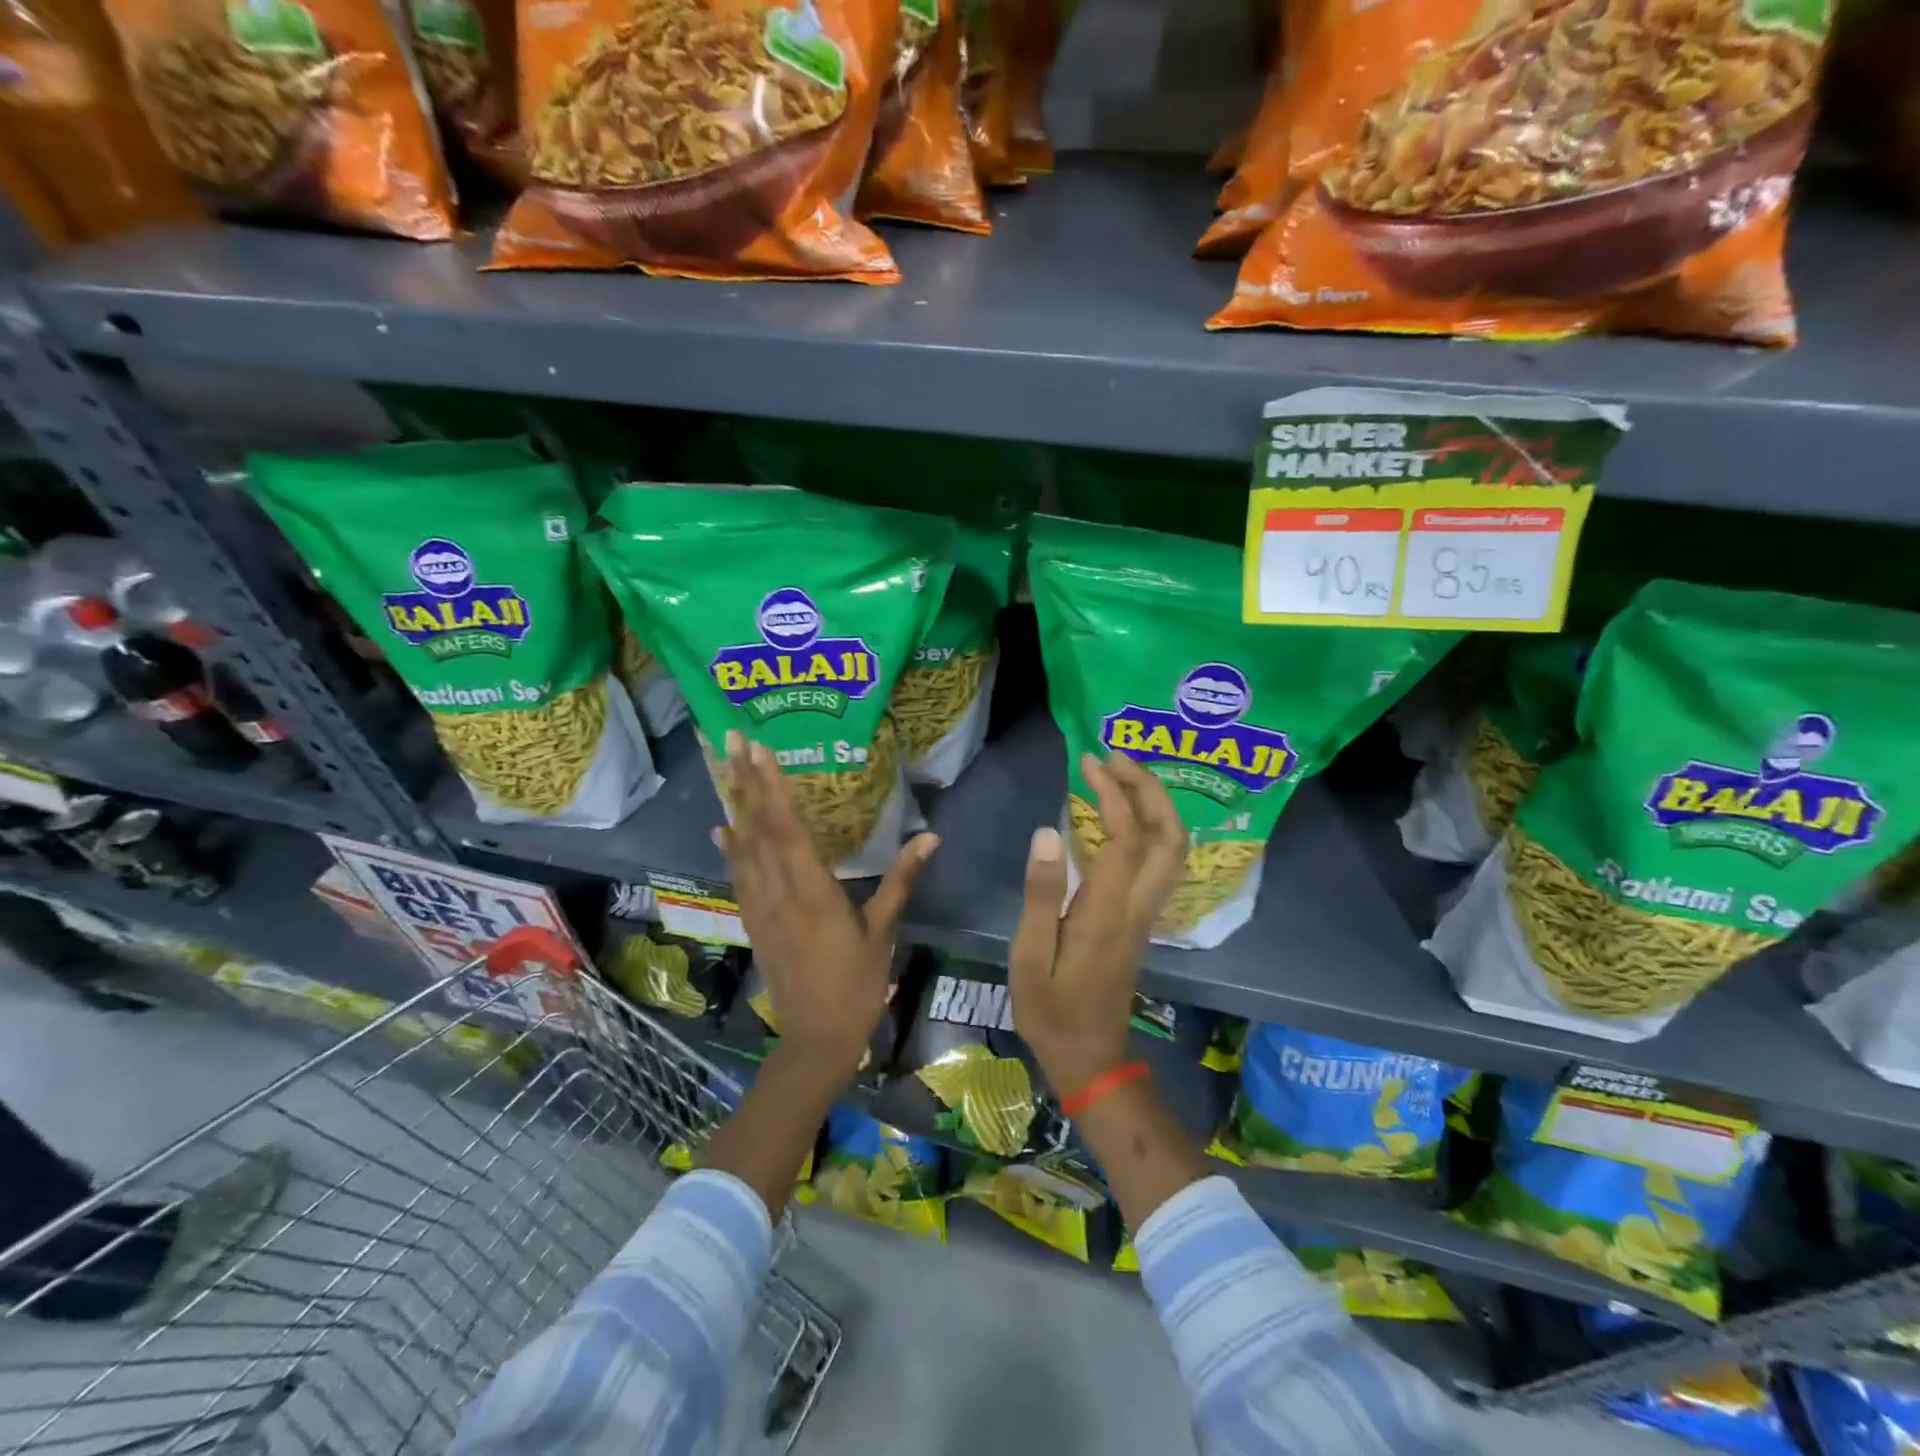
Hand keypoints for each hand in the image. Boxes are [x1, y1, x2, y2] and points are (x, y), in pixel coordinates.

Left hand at [713, 731, 937, 1073]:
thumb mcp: (884, 931)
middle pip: (757, 828)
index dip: (772, 786)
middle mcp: (779, 893)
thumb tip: (931, 836)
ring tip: (725, 767)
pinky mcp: (755, 921)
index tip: (759, 749)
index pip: (787, 829)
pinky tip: (723, 828)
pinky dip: (730, 847)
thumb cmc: (859, 984)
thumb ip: (902, 879)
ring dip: (734, 804)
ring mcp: (761, 907)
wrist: (817, 1038)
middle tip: (732, 738)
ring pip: (742, 847)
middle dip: (745, 780)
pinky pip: (739, 875)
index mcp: (813, 892)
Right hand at [1008, 753, 1187, 1097]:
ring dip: (1156, 805)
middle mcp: (1138, 906)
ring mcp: (1147, 913)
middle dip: (1149, 788)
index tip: (1089, 765)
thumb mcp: (1030, 956)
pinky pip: (1162, 861)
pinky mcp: (1143, 919)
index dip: (1113, 794)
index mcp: (1108, 912)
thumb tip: (1047, 832)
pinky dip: (1152, 826)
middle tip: (1115, 758)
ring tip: (1121, 775)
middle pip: (1169, 836)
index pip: (1125, 838)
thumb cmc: (1051, 1010)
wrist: (1091, 1057)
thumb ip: (1041, 894)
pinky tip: (1124, 815)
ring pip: (1173, 849)